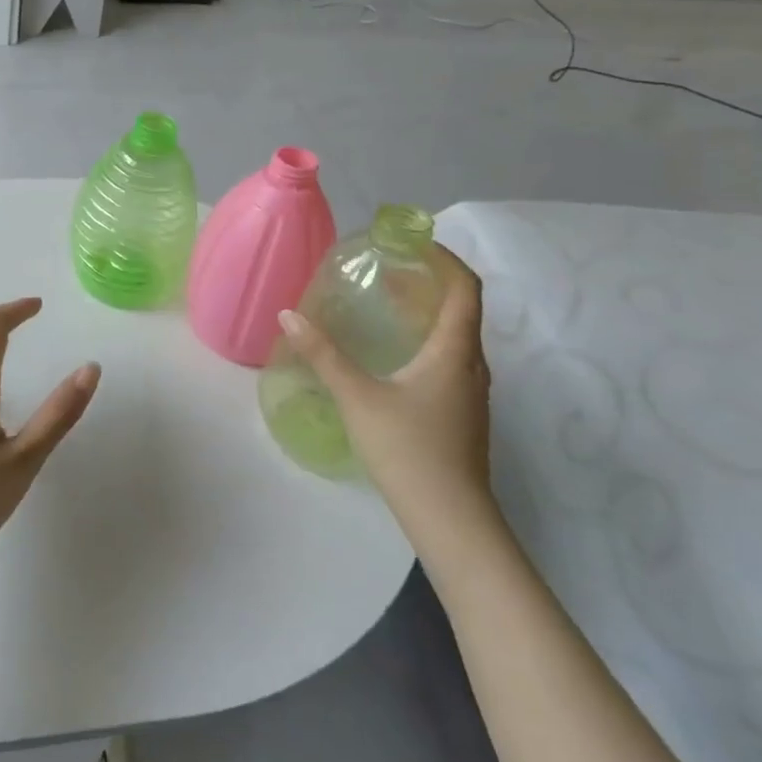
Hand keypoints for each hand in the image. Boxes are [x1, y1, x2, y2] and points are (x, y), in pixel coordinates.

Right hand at [277, 247, 494, 538]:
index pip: (465, 287)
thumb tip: (289, 316)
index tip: (412, 242)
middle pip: (462, 308)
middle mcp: (472, 365)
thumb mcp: (358, 397)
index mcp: (455, 351)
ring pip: (456, 336)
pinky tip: (394, 355)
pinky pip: (450, 359)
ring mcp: (471, 392)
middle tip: (388, 270)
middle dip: (429, 282)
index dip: (444, 258)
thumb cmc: (408, 449)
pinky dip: (427, 340)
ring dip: (428, 312)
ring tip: (388, 305)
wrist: (450, 519)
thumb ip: (324, 355)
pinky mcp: (462, 413)